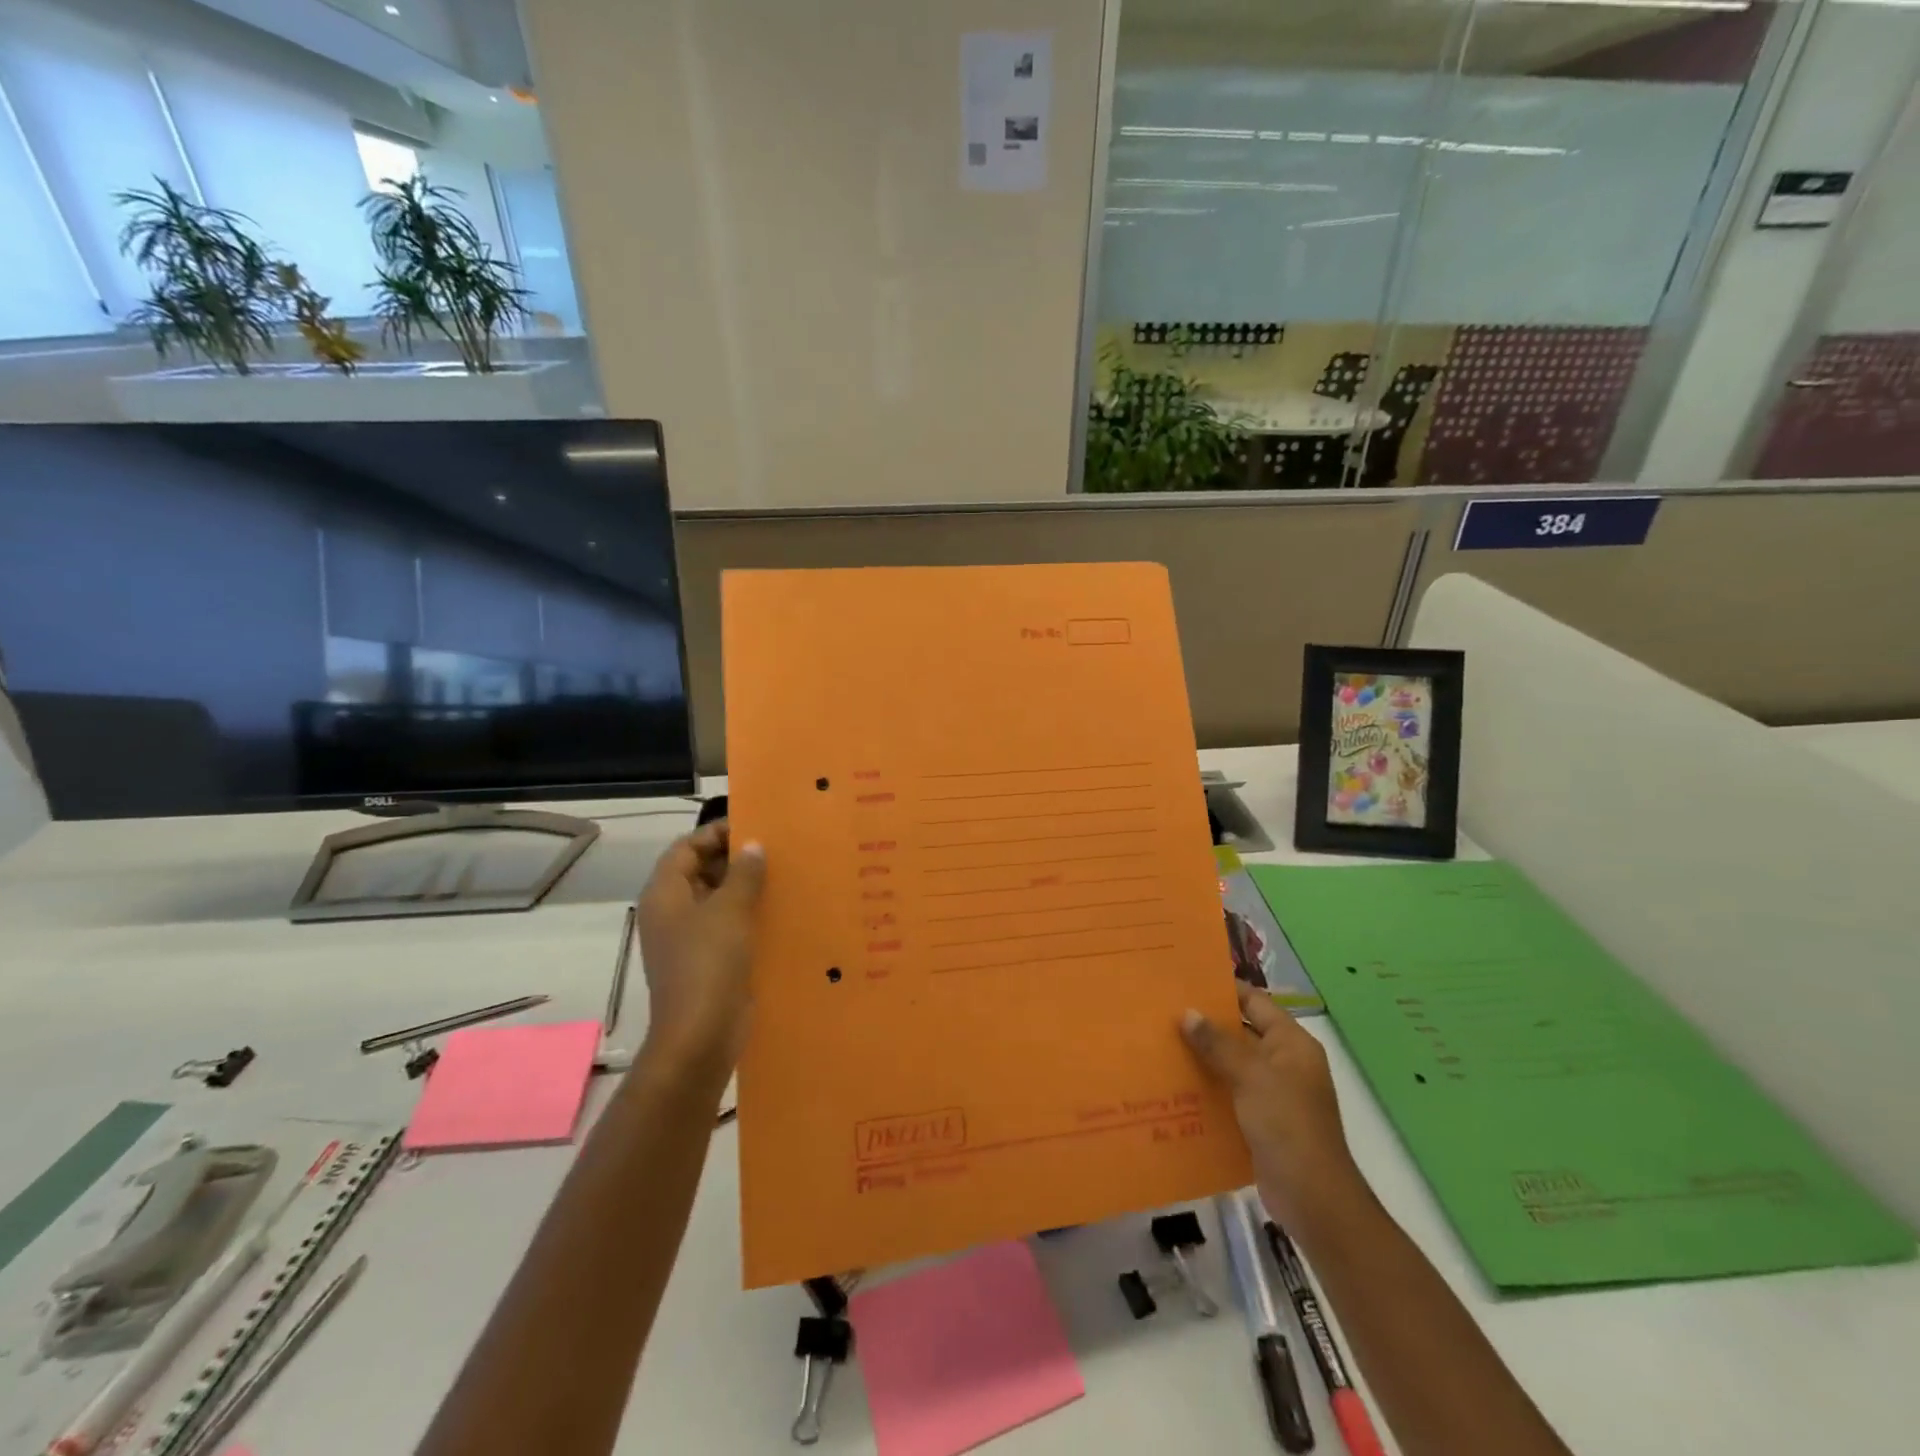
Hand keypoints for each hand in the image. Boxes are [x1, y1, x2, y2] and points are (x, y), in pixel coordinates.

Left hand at [636, 821, 765, 1074]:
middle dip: (735, 859)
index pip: (686, 848)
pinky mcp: (709, 961)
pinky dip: (750, 915)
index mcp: (665, 894)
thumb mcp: (729, 911)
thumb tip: (753, 846)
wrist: (701, 1036)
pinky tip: (782, 911)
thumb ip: (743, 874)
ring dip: (746, 887)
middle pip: (700, 871)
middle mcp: (672, 913)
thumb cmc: (709, 964)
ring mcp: (689, 939)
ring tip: (785, 874)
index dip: (716, 833)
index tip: (755, 826)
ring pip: (718, 900)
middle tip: (776, 848)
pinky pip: (729, 926)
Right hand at [1183, 982, 1360, 1229]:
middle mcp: (1284, 1062)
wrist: (1313, 1199)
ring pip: (1232, 1063)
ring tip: (1161, 1042)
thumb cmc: (1287, 1125)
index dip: (1223, 990)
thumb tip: (1187, 1012)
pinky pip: (1229, 1092)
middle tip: (1163, 1011)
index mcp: (1291, 1043)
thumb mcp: (1251, 1076)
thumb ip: (1218, 1043)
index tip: (1184, 981)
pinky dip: (1207, 1086)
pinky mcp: (1260, 1120)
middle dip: (1206, 1024)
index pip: (1254, 1002)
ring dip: (1203, 1056)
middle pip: (1241, 1031)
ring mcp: (1274, 1093)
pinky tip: (1175, 1083)